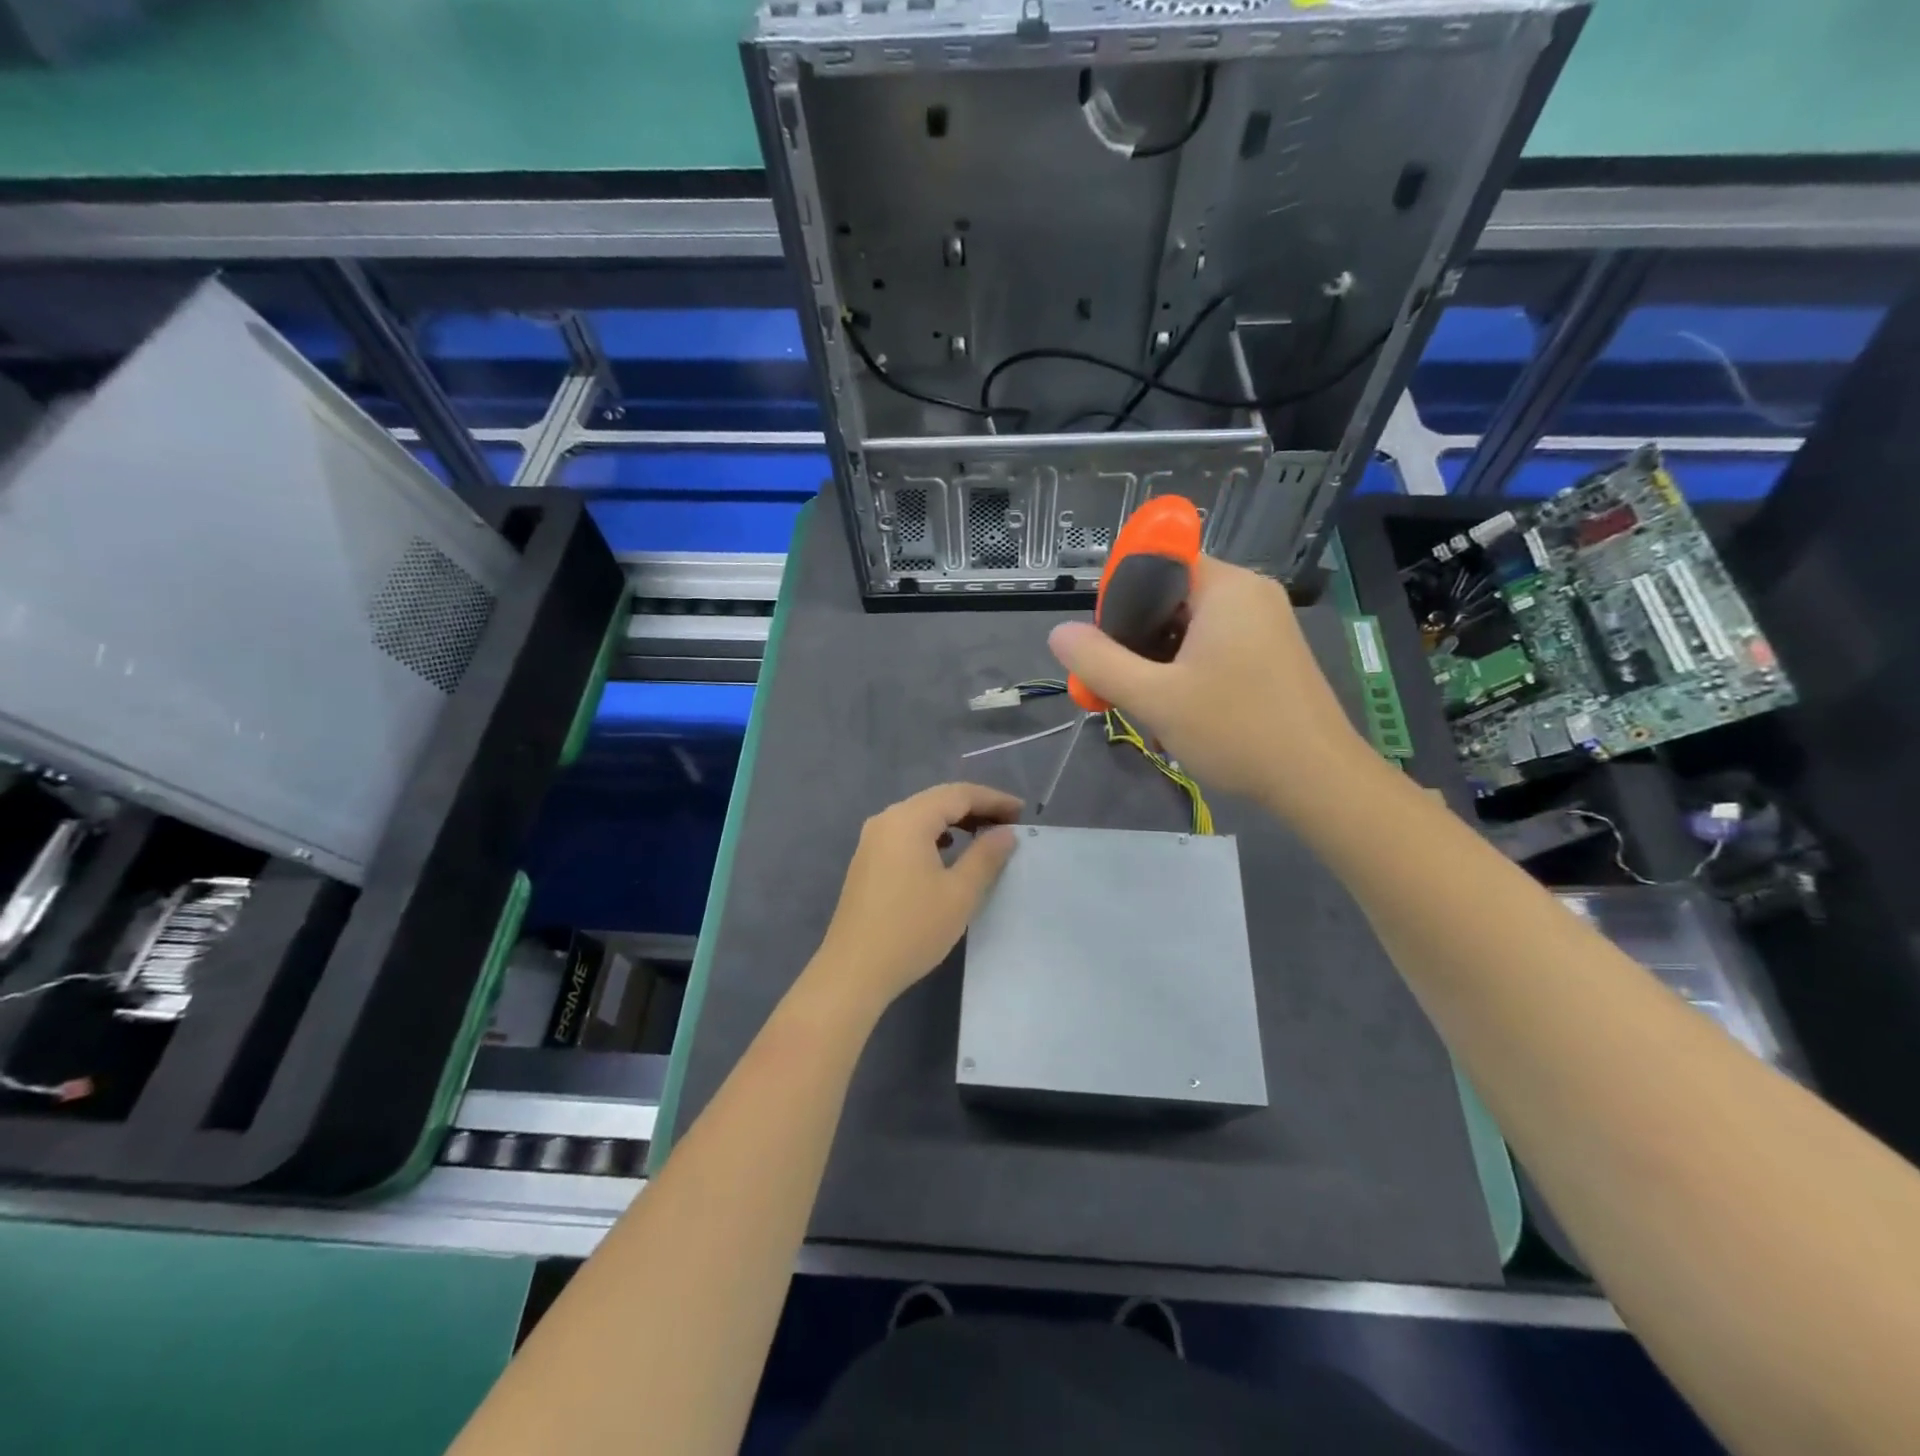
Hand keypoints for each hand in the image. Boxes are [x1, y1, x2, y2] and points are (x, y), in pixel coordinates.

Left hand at [809, 783, 1021, 1015]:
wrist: (854, 971)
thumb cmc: (912, 929)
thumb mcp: (959, 894)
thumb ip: (986, 856)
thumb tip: (1005, 833)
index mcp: (908, 820)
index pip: (958, 794)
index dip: (993, 799)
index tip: (1021, 812)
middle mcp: (886, 820)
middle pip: (937, 800)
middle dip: (975, 807)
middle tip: (1009, 823)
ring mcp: (872, 840)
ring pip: (921, 816)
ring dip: (954, 821)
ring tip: (984, 836)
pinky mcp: (867, 860)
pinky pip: (907, 833)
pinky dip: (933, 835)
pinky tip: (947, 851)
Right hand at [1048, 555, 1372, 817]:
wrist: (1318, 781)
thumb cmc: (1236, 730)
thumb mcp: (1154, 698)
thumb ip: (1100, 662)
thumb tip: (1059, 633)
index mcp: (1225, 587)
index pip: (1157, 564)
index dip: (1121, 599)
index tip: (1106, 645)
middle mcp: (1249, 594)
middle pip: (1169, 600)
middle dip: (1136, 644)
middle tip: (1120, 689)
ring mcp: (1265, 625)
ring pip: (1189, 631)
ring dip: (1158, 668)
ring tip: (1149, 714)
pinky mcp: (1271, 655)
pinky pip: (1213, 650)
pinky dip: (1187, 677)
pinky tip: (1177, 719)